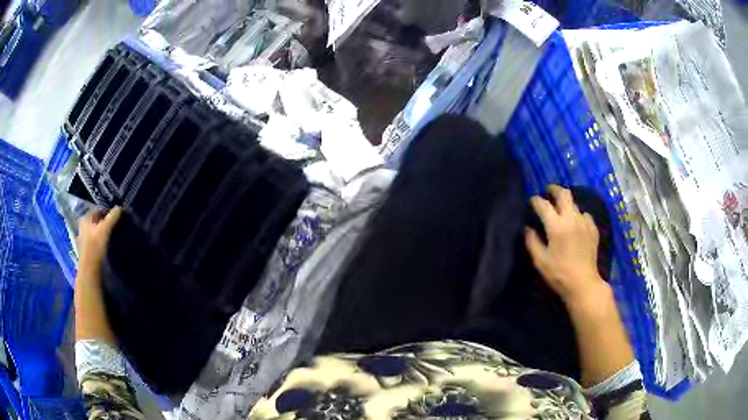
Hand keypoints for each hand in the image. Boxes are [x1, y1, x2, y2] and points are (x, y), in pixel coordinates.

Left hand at [77, 207, 122, 278]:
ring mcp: (83, 240)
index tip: (118, 216)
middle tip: (117, 225)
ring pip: (96, 232)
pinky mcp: (87, 251)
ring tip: (114, 236)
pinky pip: (96, 242)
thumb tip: (120, 207)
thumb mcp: (106, 228)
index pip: (98, 209)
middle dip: (106, 222)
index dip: (108, 211)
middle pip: (97, 221)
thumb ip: (113, 216)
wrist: (90, 271)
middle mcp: (82, 227)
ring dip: (104, 233)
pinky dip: (102, 242)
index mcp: (85, 218)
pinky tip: (108, 246)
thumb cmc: (95, 246)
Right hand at [525, 185, 605, 304]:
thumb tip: (527, 228)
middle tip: (548, 191)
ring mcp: (584, 223)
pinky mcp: (593, 230)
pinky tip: (576, 223)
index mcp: (556, 226)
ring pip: (575, 204)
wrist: (583, 283)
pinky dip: (579, 215)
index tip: (532, 201)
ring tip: (562, 209)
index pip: (543, 205)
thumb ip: (532, 242)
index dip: (536, 200)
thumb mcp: (540, 261)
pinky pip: (585, 215)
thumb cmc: (559, 273)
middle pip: (564, 194)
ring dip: (567, 203)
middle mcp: (571, 219)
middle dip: (554, 189)